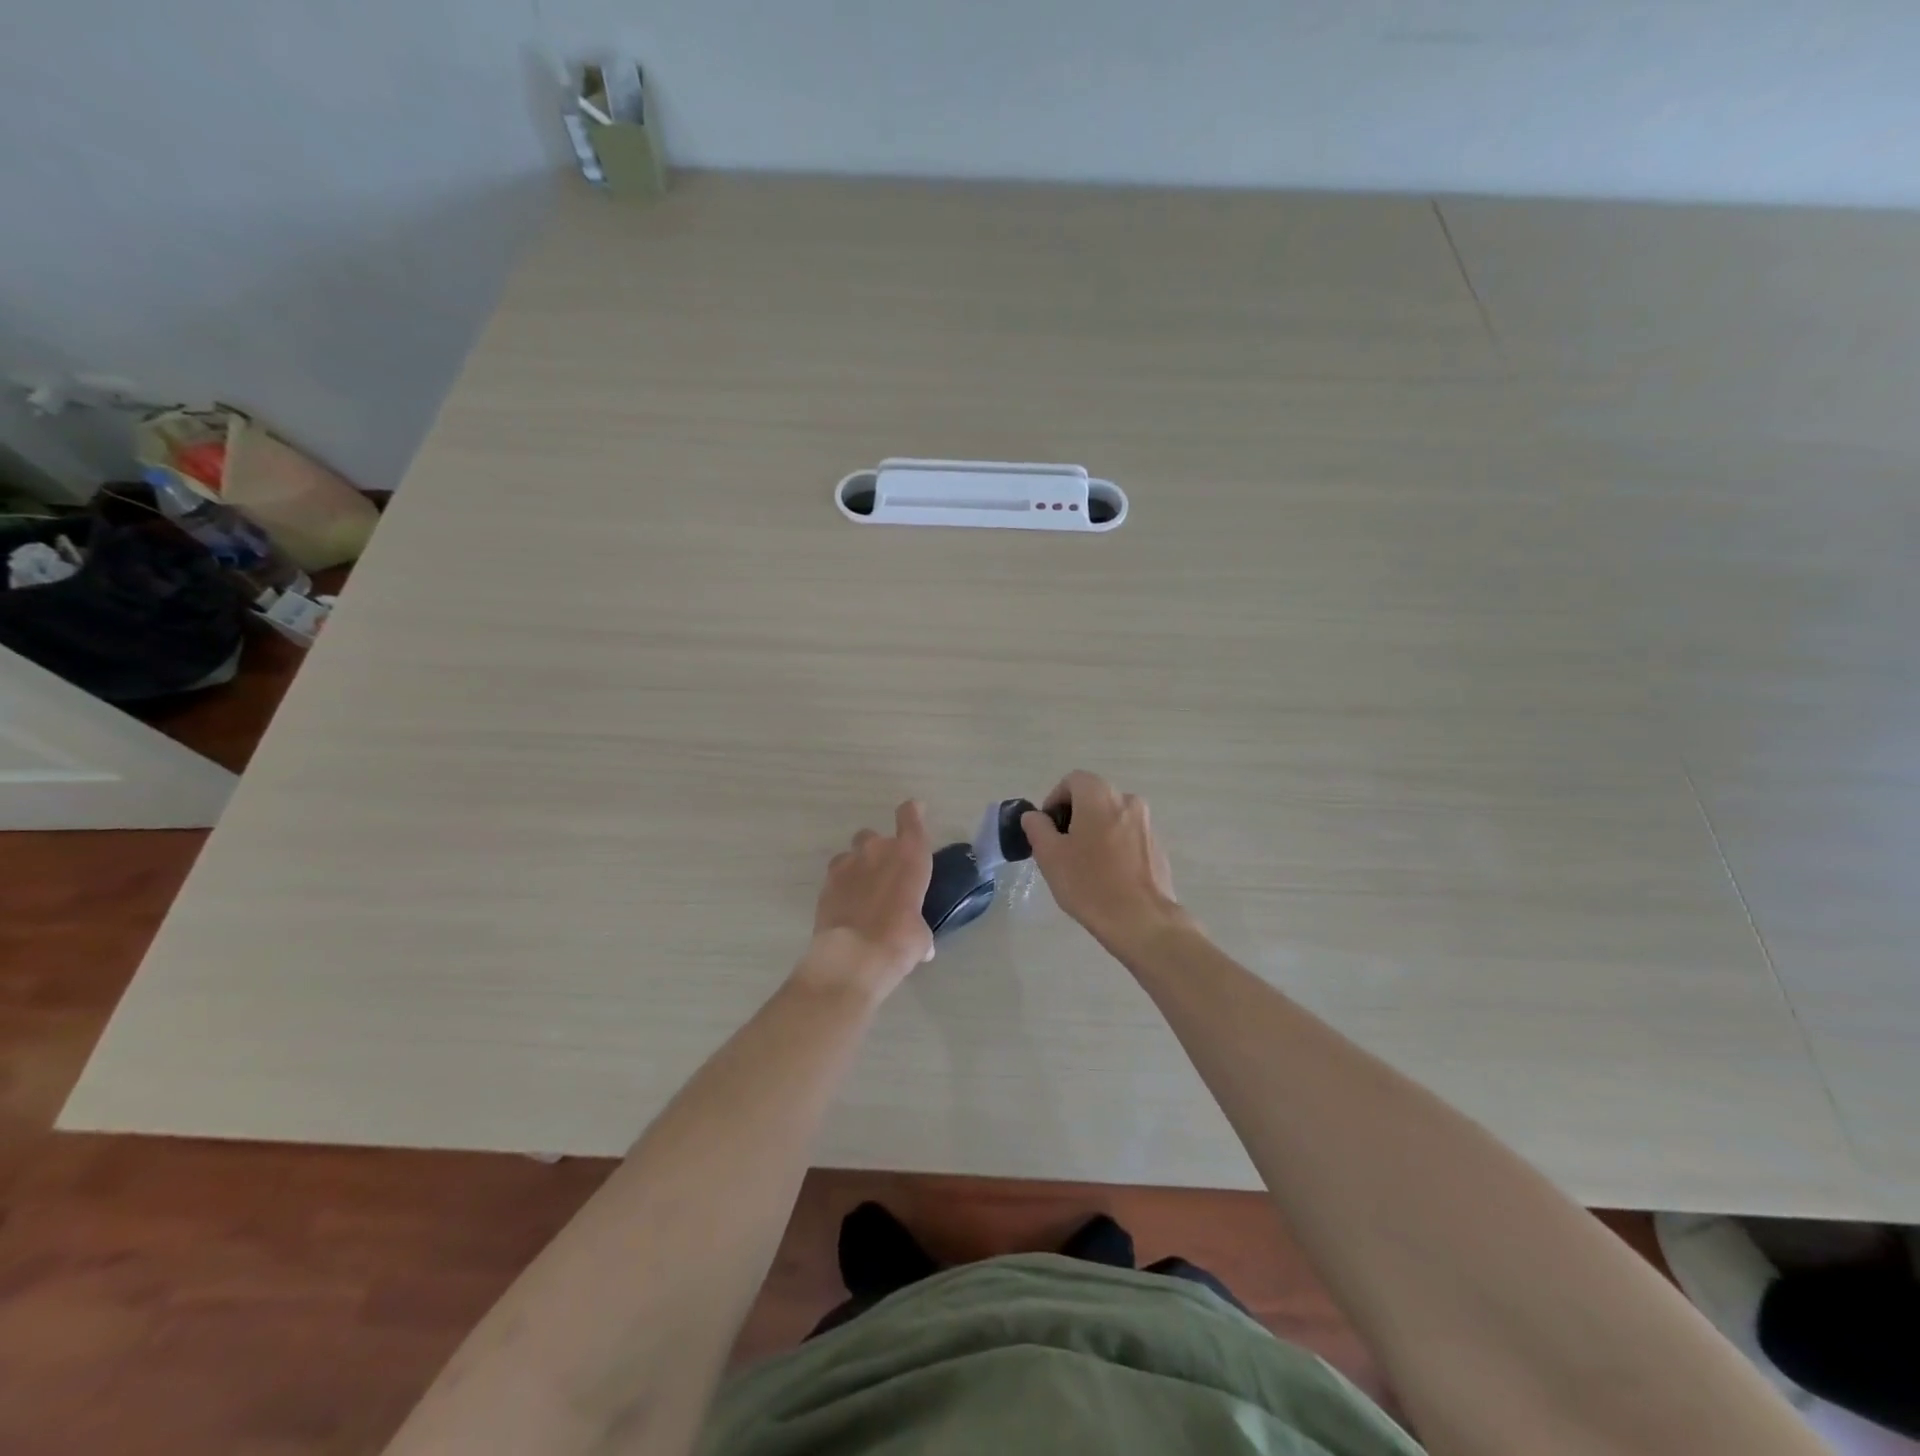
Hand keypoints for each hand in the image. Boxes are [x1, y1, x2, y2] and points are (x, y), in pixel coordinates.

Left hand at [801, 800, 935, 997]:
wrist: (854, 956)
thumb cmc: (900, 940)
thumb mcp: (920, 937)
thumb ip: (919, 930)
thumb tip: (922, 946)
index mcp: (909, 855)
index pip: (910, 818)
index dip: (912, 812)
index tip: (914, 810)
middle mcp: (877, 851)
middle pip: (874, 837)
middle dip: (878, 851)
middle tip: (884, 875)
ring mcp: (847, 865)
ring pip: (851, 855)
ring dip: (857, 867)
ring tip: (862, 893)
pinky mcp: (825, 884)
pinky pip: (836, 878)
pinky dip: (842, 888)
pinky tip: (847, 908)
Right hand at [1022, 771, 1184, 947]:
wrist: (1141, 920)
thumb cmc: (1089, 883)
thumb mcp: (1050, 855)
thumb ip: (1037, 827)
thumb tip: (1035, 816)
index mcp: (1100, 796)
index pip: (1072, 781)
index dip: (1054, 800)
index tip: (1047, 829)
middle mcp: (1127, 800)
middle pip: (1093, 797)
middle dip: (1074, 816)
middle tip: (1061, 848)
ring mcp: (1147, 823)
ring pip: (1112, 817)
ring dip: (1095, 831)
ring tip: (1084, 865)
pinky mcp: (1157, 846)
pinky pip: (1128, 836)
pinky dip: (1114, 846)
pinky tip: (1107, 876)